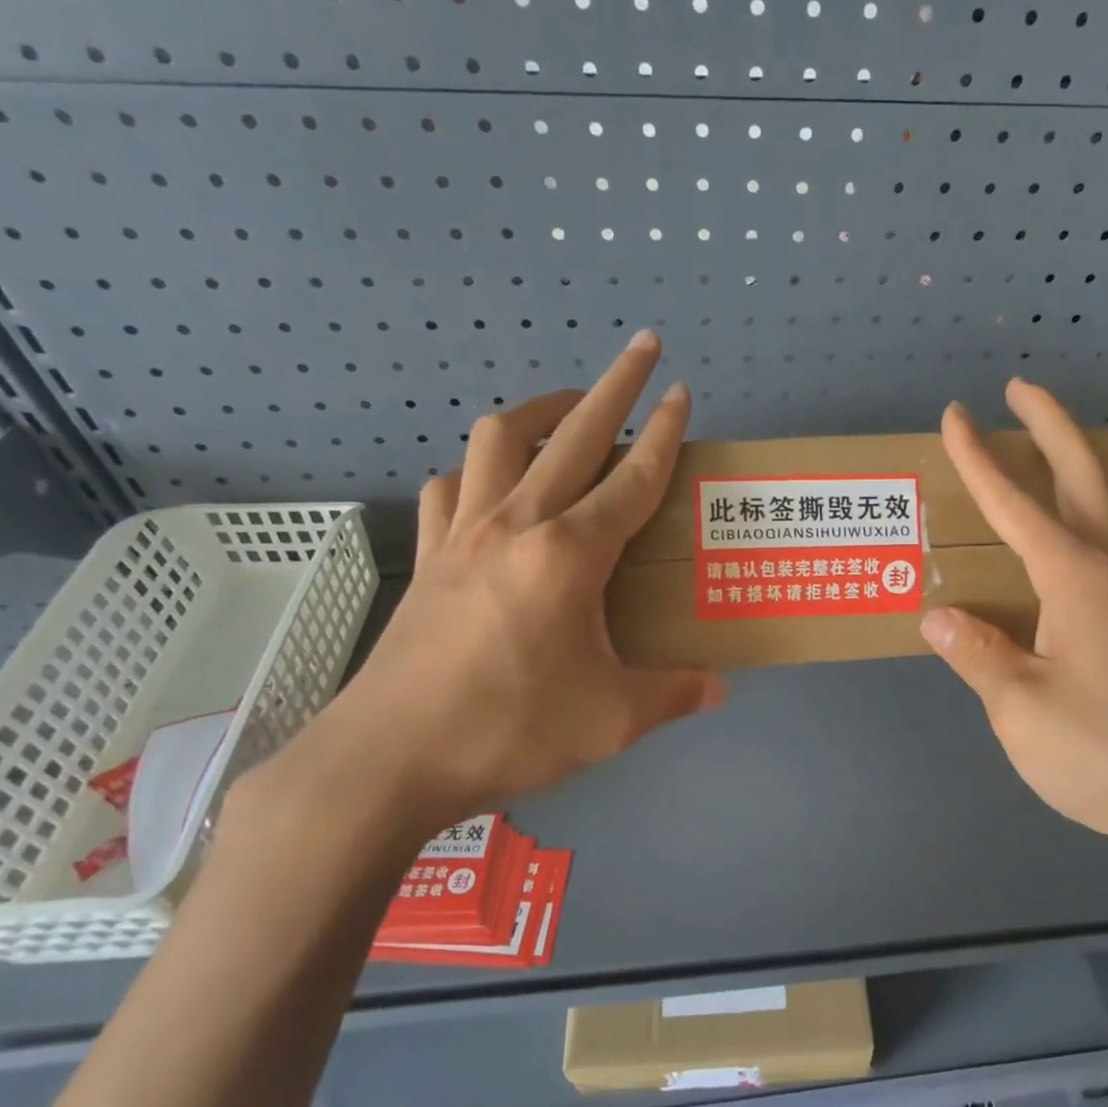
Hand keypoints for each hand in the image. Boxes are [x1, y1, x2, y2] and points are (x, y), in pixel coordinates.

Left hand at [251, 331, 723, 851]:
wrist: (388, 759)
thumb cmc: (508, 731)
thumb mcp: (610, 721)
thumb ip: (672, 695)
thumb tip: (719, 690)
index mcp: (571, 555)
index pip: (633, 478)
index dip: (666, 433)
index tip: (683, 392)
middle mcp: (517, 524)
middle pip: (573, 433)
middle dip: (615, 384)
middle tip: (642, 347)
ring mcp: (462, 533)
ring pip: (498, 439)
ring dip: (539, 412)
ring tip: (566, 410)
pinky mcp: (428, 556)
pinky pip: (449, 486)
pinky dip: (475, 470)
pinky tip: (490, 487)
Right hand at [919, 380, 1107, 873]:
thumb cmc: (1103, 754)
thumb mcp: (1018, 708)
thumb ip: (976, 654)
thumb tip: (937, 616)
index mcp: (1075, 580)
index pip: (1014, 505)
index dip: (979, 459)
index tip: (955, 416)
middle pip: (1085, 478)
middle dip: (1051, 427)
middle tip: (1021, 390)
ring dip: (1103, 464)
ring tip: (1084, 449)